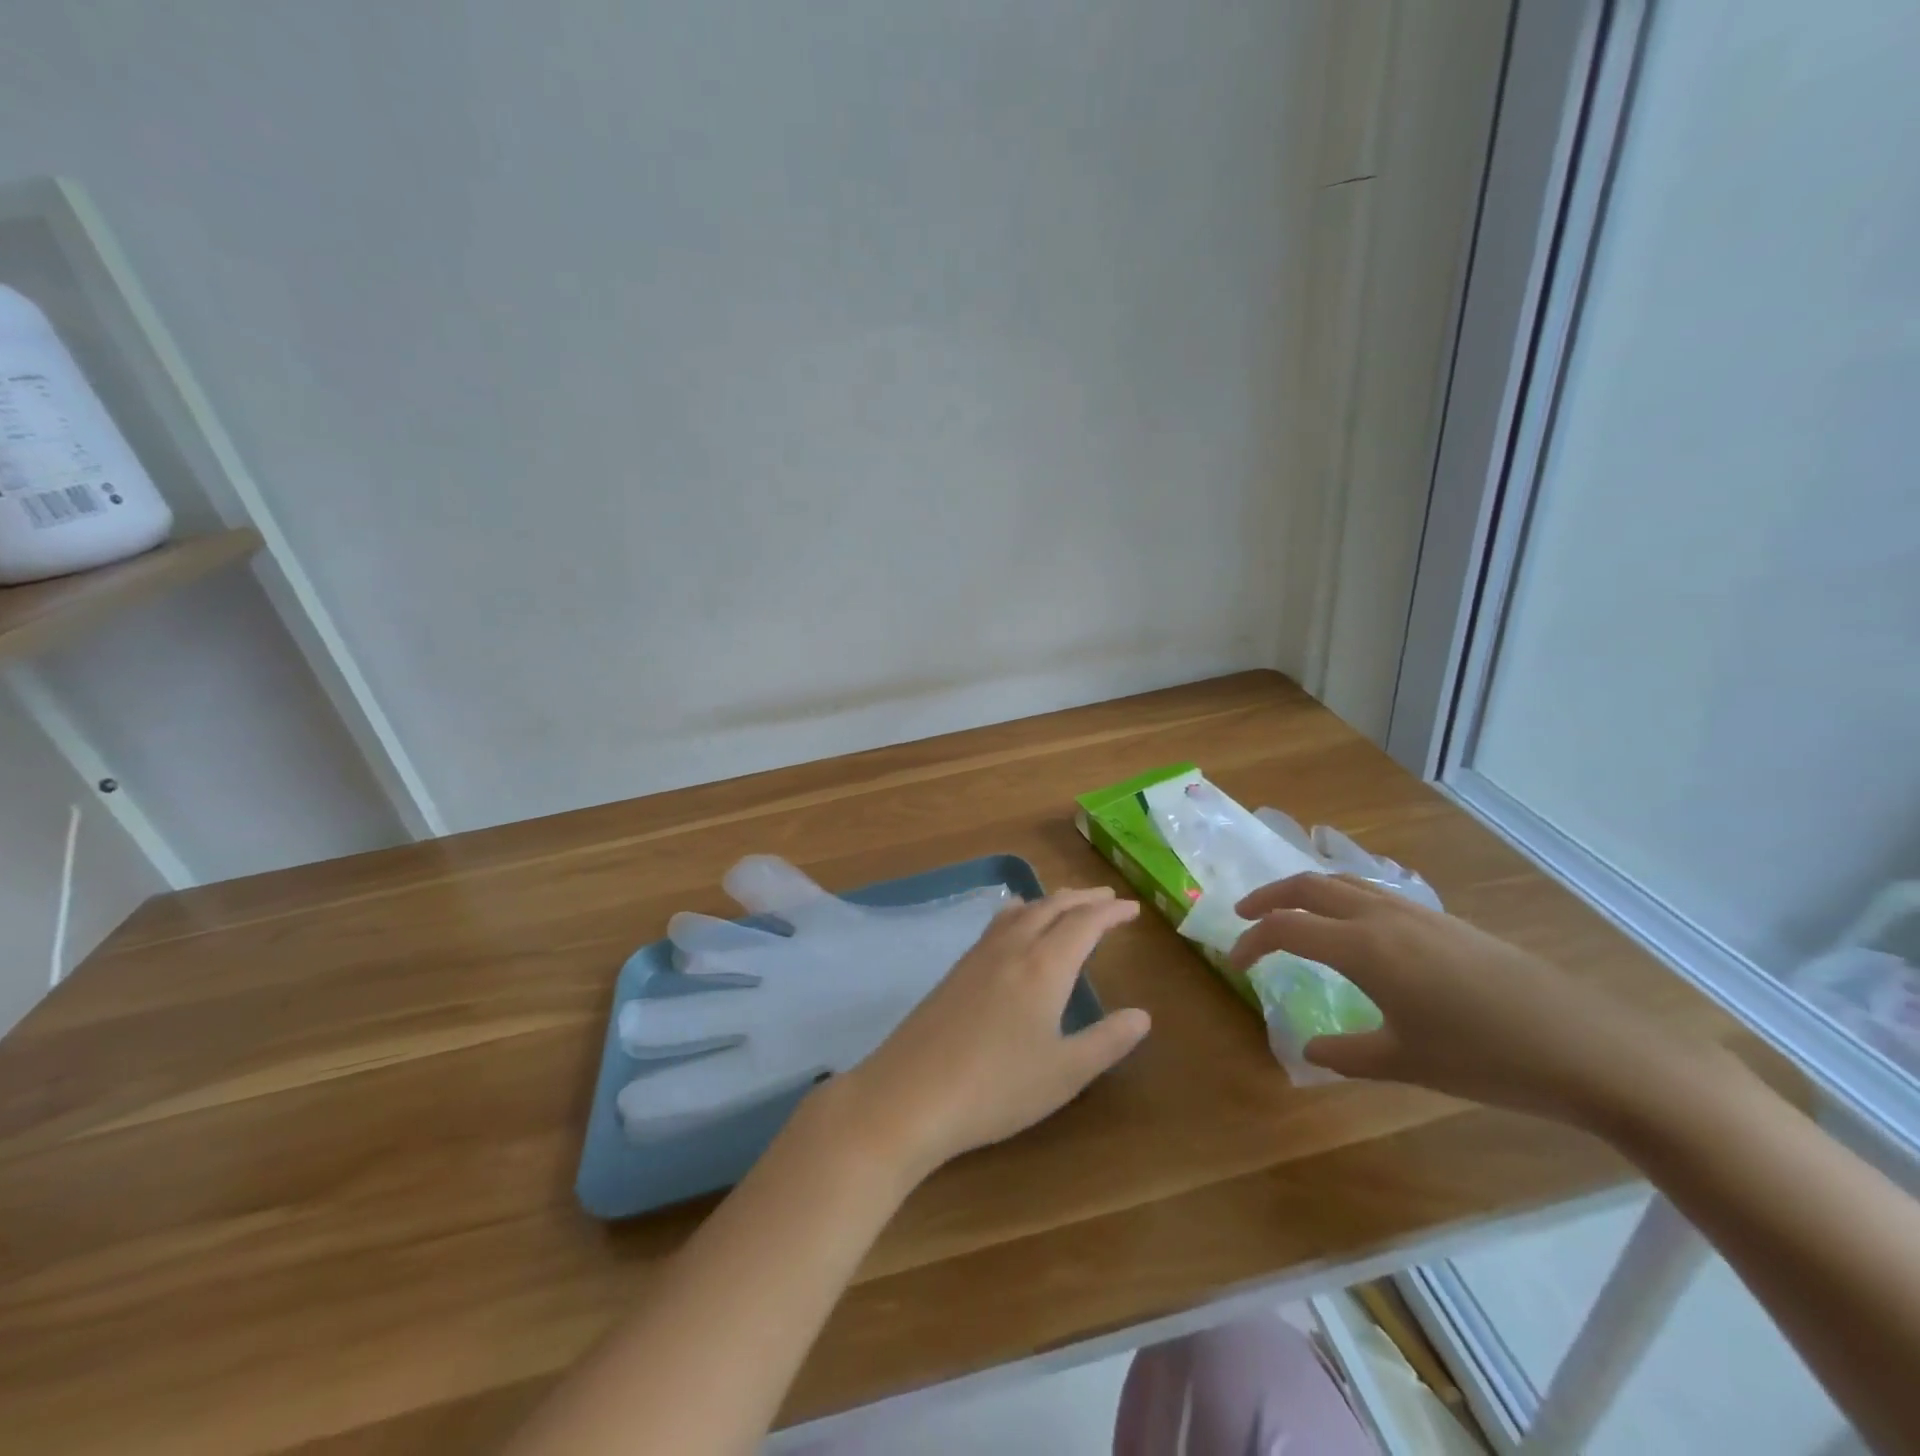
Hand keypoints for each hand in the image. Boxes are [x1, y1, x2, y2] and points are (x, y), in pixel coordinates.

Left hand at [835, 888, 1151, 1178]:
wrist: (909, 1094)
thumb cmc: (996, 1088)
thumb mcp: (1064, 1074)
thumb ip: (1106, 1042)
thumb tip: (1142, 1015)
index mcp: (1043, 967)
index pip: (1084, 924)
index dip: (1110, 913)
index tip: (1132, 908)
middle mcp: (1011, 949)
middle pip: (1051, 907)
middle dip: (1082, 899)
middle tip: (1107, 897)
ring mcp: (977, 957)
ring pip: (1021, 911)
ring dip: (1050, 902)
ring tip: (1066, 903)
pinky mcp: (955, 971)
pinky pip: (997, 924)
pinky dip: (1020, 913)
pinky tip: (1014, 927)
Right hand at [1230, 874, 1698, 1126]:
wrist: (1592, 1049)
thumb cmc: (1488, 1060)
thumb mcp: (1407, 1064)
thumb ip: (1347, 1053)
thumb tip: (1309, 1048)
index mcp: (1364, 948)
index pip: (1287, 928)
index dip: (1252, 940)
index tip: (1234, 962)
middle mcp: (1384, 917)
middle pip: (1310, 885)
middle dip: (1269, 897)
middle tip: (1244, 917)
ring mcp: (1419, 914)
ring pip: (1345, 881)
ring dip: (1308, 891)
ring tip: (1292, 913)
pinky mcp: (1447, 922)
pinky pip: (1377, 893)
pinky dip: (1345, 897)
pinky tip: (1355, 927)